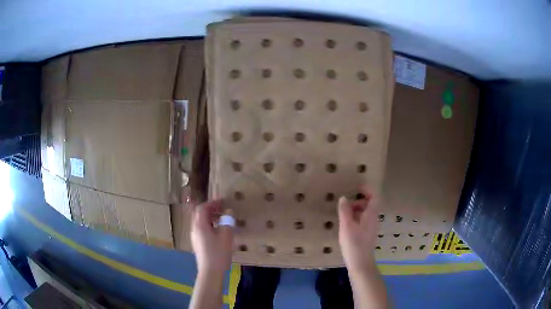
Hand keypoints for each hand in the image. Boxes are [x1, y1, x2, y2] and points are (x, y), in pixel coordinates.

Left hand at [190, 200, 233, 273]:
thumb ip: (227, 222)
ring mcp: (195, 237)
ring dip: (210, 217)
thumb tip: (229, 212)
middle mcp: (195, 229)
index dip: (212, 203)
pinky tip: (219, 232)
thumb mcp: (226, 237)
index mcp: (200, 225)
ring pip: (201, 222)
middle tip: (223, 209)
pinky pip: (202, 229)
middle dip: (211, 209)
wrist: (210, 272)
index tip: (223, 202)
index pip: (202, 208)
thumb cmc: (218, 254)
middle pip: (199, 214)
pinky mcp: (198, 244)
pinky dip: (210, 225)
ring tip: (223, 219)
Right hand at [337, 186, 379, 271]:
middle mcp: (374, 219)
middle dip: (358, 201)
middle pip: (370, 204)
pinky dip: (356, 218)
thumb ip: (345, 211)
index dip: (367, 189)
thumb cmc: (354, 244)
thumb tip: (343, 198)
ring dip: (356, 210)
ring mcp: (371, 227)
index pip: (374, 196)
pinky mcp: (367, 234)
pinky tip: (346, 226)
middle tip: (345, 206)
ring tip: (343, 216)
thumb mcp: (346, 226)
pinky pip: (363, 220)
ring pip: (366, 212)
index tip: (357, 187)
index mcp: (371, 214)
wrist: (361, 263)